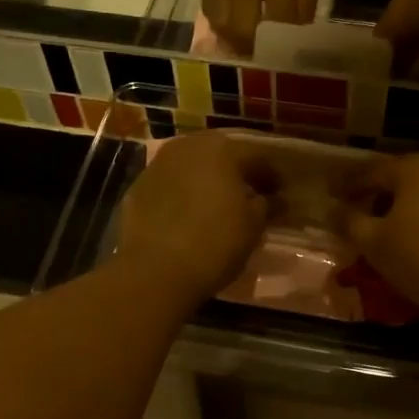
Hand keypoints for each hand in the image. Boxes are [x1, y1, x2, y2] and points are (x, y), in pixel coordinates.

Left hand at [117, 132, 275, 307]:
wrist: (155, 270)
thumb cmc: (215, 243)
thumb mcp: (253, 226)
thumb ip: (266, 205)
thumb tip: (272, 199)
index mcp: (222, 149)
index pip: (256, 156)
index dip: (271, 175)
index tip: (280, 193)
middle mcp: (188, 147)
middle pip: (220, 154)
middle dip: (236, 171)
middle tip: (249, 193)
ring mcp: (158, 165)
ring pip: (191, 166)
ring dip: (206, 180)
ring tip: (217, 203)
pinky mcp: (137, 187)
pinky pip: (170, 184)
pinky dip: (182, 193)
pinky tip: (188, 213)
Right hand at [201, 0, 324, 51]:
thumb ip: (305, 3)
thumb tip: (294, 35)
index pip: (277, 20)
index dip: (282, 42)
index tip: (285, 55)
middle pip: (240, 28)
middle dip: (250, 48)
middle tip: (258, 60)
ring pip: (219, 20)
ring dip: (230, 39)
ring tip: (241, 47)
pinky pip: (208, 4)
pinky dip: (216, 21)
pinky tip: (226, 27)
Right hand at [336, 154, 418, 327]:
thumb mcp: (374, 243)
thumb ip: (349, 222)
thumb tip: (335, 210)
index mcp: (414, 168)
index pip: (370, 171)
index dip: (347, 186)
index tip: (331, 199)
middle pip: (399, 178)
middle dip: (375, 195)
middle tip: (355, 213)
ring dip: (400, 207)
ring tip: (382, 230)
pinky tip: (414, 239)